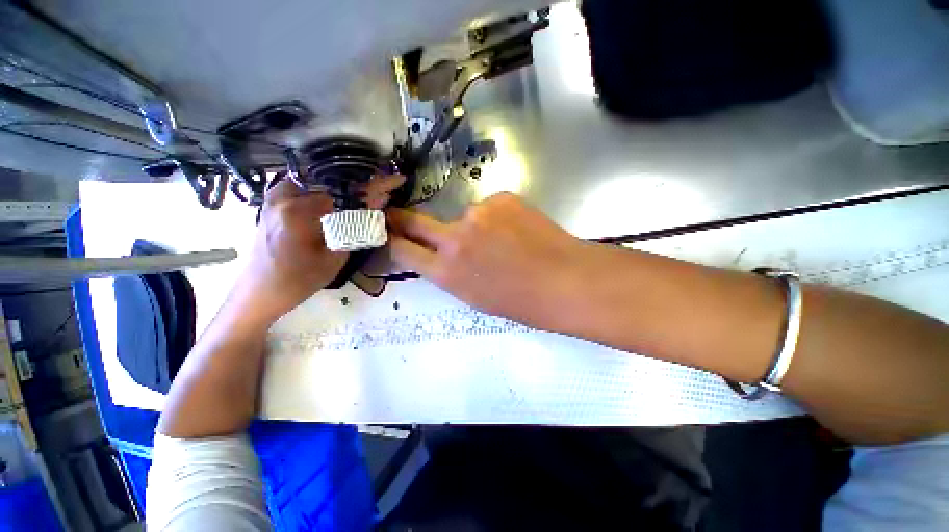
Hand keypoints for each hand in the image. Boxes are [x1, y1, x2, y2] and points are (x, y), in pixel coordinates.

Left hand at [233, 174, 404, 323]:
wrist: (257, 291)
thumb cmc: (298, 280)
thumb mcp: (334, 259)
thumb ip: (355, 230)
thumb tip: (375, 207)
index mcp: (300, 211)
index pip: (347, 191)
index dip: (375, 185)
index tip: (395, 180)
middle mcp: (284, 195)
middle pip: (333, 178)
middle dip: (361, 182)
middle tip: (381, 188)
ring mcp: (275, 195)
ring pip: (318, 178)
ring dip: (342, 184)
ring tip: (362, 192)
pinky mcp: (272, 200)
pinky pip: (305, 184)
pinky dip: (325, 188)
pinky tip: (336, 198)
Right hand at [386, 193, 591, 329]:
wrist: (566, 281)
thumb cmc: (523, 302)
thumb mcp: (477, 296)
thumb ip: (453, 272)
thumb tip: (444, 253)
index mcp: (447, 271)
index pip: (404, 250)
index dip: (394, 241)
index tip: (387, 232)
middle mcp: (455, 238)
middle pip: (415, 220)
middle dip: (403, 219)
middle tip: (398, 216)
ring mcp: (478, 213)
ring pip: (465, 215)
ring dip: (476, 226)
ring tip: (505, 241)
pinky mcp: (502, 198)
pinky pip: (491, 208)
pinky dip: (499, 218)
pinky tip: (519, 231)